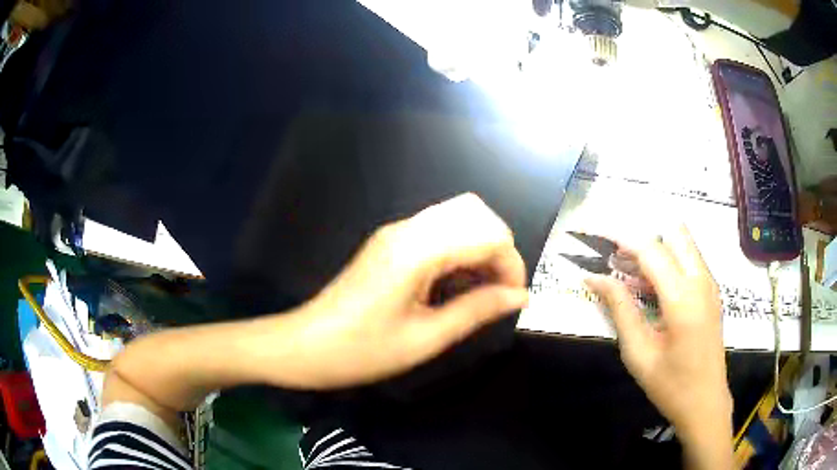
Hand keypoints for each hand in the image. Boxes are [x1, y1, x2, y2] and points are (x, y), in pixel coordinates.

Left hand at [285, 193, 528, 389]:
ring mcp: (396, 232)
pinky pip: (438, 231)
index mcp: (417, 251)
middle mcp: (408, 229)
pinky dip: (459, 250)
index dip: (511, 265)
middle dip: (499, 248)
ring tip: (481, 291)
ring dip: (480, 247)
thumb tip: (519, 296)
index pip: (488, 235)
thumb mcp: (425, 338)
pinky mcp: (390, 242)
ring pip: (458, 217)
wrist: (305, 346)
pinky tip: (456, 285)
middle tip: (498, 291)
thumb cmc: (362, 351)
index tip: (513, 299)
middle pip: (476, 213)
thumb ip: (477, 310)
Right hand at [584, 226, 731, 443]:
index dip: (623, 241)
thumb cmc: (670, 384)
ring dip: (658, 250)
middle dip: (644, 240)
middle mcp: (701, 281)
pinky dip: (671, 261)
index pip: (651, 250)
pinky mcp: (712, 292)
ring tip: (633, 274)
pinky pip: (691, 260)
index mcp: (682, 298)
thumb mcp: (639, 352)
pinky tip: (655, 289)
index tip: (599, 241)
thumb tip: (595, 278)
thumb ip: (620, 309)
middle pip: (673, 234)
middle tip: (620, 261)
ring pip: (684, 244)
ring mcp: (710, 284)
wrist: (705, 402)